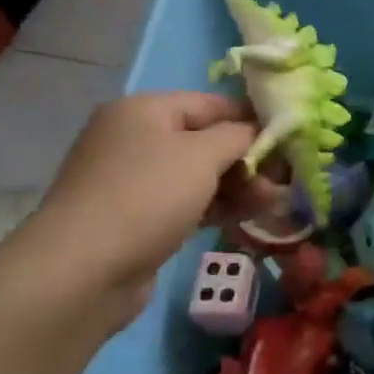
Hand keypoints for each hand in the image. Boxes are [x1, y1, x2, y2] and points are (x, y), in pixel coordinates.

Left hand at [24, 92, 280, 307]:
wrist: (83, 270)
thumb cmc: (147, 196)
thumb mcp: (202, 155)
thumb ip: (239, 136)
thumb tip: (260, 131)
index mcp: (145, 110)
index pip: (212, 103)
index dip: (252, 118)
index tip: (290, 138)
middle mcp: (135, 138)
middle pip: (206, 140)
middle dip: (249, 159)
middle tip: (284, 179)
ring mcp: (134, 180)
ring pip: (200, 175)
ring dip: (239, 186)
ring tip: (273, 202)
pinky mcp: (137, 218)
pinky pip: (187, 202)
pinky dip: (217, 206)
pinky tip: (247, 217)